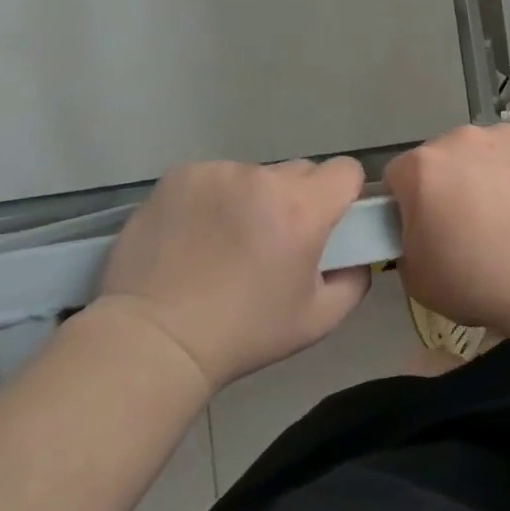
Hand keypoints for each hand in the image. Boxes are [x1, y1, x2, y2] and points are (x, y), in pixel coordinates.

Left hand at [96, 158, 369, 392]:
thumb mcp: (317, 320)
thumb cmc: (243, 333)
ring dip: (252, 200)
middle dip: (296, 199)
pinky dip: (213, 199)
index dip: (343, 195)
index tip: (327, 222)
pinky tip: (194, 235)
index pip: (346, 170)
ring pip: (254, 176)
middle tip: (273, 241)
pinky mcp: (180, 176)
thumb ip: (354, 281)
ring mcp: (218, 173)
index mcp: (303, 209)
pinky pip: (214, 178)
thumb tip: (356, 258)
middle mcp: (263, 179)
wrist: (153, 340)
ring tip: (225, 243)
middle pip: (300, 172)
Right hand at [383, 125, 509, 331]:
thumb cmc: (478, 281)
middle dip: (446, 184)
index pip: (397, 178)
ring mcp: (505, 134)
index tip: (425, 230)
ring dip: (484, 174)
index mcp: (422, 167)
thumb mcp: (417, 277)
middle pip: (441, 159)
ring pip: (482, 152)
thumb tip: (420, 229)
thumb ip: (405, 241)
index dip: (406, 206)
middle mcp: (460, 138)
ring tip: (508, 215)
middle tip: (468, 225)